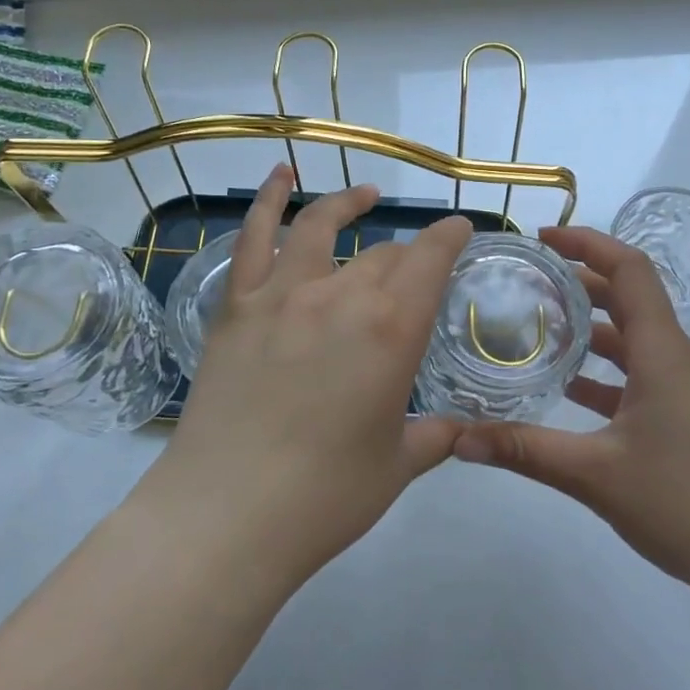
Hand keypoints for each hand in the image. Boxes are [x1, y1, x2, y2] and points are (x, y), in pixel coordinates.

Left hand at [153, 164, 472, 585]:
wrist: (227, 514)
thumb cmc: (326, 496)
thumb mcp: (398, 465)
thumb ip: (436, 436)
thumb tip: (461, 429)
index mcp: (393, 330)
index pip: (432, 260)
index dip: (450, 237)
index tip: (461, 229)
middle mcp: (342, 296)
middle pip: (384, 256)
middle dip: (408, 255)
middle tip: (415, 269)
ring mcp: (282, 295)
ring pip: (323, 228)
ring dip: (350, 204)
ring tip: (366, 196)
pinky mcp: (236, 306)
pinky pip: (253, 239)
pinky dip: (268, 200)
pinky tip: (279, 175)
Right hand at [454, 226, 689, 601]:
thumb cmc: (685, 504)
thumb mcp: (594, 475)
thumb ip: (524, 450)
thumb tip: (458, 439)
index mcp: (662, 353)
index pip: (630, 270)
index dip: (588, 244)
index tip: (542, 240)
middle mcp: (676, 359)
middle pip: (629, 298)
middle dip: (579, 283)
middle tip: (527, 283)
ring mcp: (685, 390)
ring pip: (634, 339)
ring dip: (591, 328)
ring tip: (538, 328)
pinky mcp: (686, 418)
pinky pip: (640, 375)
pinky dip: (604, 371)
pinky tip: (568, 390)